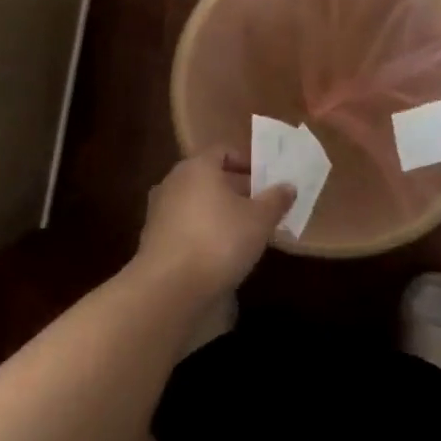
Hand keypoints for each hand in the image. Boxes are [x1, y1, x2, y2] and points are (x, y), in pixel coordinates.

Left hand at [135, 149, 293, 301]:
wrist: (169, 288)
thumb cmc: (219, 241)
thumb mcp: (259, 220)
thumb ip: (275, 200)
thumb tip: (288, 186)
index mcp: (198, 167)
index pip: (223, 152)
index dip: (247, 162)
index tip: (265, 179)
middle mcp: (174, 181)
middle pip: (209, 177)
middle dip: (235, 189)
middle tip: (260, 205)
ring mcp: (159, 211)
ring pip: (196, 202)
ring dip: (218, 212)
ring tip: (243, 231)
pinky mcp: (153, 239)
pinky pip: (184, 225)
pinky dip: (202, 231)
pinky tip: (219, 252)